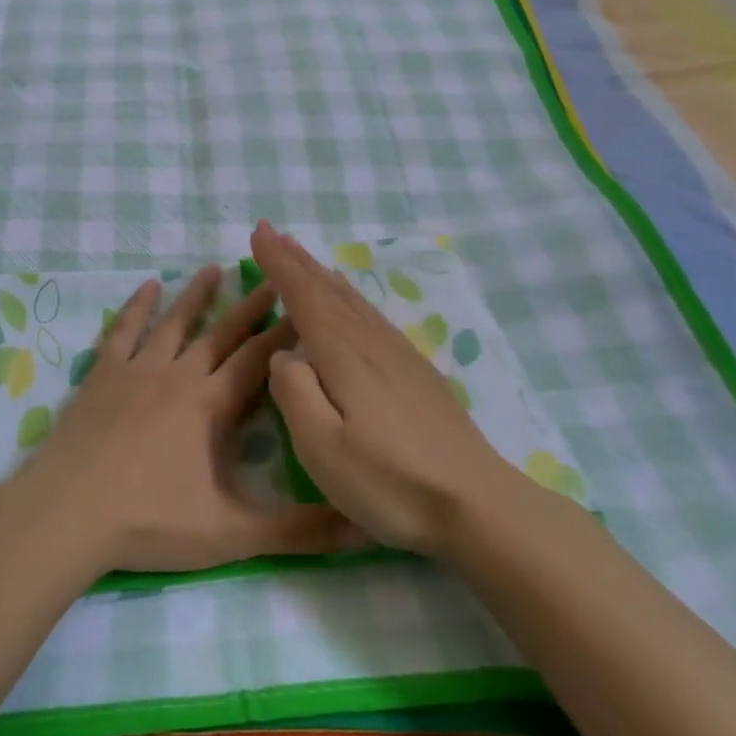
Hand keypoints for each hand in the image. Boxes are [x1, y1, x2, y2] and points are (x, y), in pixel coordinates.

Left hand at [11, 264, 355, 574]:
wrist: (68, 513)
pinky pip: (123, 331)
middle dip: (251, 306)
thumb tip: (363, 528)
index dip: (285, 335)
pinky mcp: (102, 374)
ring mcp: (137, 370)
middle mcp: (178, 375)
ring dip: (196, 295)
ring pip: (174, 322)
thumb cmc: (149, 520)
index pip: (258, 361)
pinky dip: (136, 307)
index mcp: (210, 405)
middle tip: (272, 277)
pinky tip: (147, 286)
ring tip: (214, 267)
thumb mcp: (231, 534)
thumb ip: (297, 531)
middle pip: (222, 333)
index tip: (306, 308)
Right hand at [250, 222, 522, 557]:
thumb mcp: (323, 447)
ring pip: (351, 300)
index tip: (258, 231)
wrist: (477, 504)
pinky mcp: (416, 371)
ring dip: (322, 274)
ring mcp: (398, 354)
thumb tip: (283, 355)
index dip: (278, 263)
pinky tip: (352, 302)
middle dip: (297, 260)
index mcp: (342, 354)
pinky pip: (371, 315)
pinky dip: (350, 297)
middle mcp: (369, 342)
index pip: (302, 295)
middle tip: (273, 232)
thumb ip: (295, 393)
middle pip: (327, 289)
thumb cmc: (390, 480)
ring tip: (305, 256)